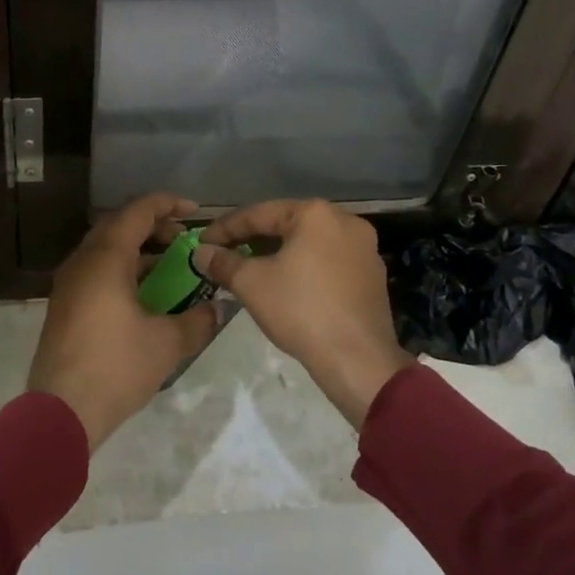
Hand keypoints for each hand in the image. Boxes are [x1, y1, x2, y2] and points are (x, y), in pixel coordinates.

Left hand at [28, 192, 223, 451]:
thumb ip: (198, 321)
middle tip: (183, 238)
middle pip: (118, 224)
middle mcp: (83, 261)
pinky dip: (121, 267)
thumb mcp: (167, 344)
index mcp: (106, 258)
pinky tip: (142, 293)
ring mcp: (68, 283)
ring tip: (168, 264)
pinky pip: (95, 269)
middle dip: (153, 224)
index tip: (195, 211)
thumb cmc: (116, 368)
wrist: (61, 410)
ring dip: (136, 247)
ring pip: (104, 247)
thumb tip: (218, 309)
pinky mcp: (64, 304)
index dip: (167, 204)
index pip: (138, 211)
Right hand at [195, 199, 412, 428]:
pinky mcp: (372, 275)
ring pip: (308, 244)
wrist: (357, 360)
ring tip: (251, 270)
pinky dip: (304, 268)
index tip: (202, 242)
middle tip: (224, 255)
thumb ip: (223, 262)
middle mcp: (345, 221)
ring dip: (278, 254)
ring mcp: (364, 248)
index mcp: (316, 213)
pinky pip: (328, 262)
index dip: (225, 229)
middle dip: (252, 240)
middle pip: (286, 225)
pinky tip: (286, 286)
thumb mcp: (251, 283)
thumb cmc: (300, 310)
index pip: (259, 214)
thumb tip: (201, 252)